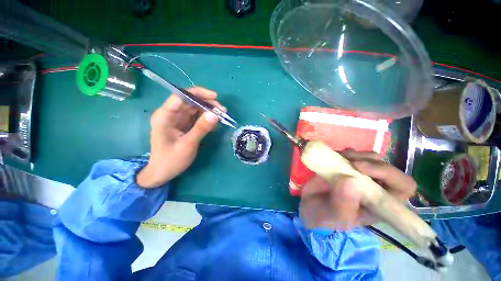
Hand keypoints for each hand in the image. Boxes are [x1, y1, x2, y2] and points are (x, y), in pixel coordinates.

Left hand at [137, 87, 224, 187]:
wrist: (162, 173)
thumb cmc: (171, 160)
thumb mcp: (188, 145)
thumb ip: (201, 128)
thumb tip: (215, 115)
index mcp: (165, 116)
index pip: (181, 96)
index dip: (198, 93)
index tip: (215, 97)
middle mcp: (170, 114)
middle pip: (190, 101)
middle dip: (207, 103)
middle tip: (222, 110)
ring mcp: (177, 119)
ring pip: (195, 108)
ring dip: (208, 110)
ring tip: (222, 115)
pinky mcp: (183, 125)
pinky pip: (196, 117)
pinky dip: (206, 118)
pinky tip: (215, 121)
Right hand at [299, 149, 416, 229]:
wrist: (308, 207)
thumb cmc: (324, 218)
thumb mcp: (334, 218)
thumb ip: (344, 204)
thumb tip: (351, 181)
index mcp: (379, 204)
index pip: (403, 187)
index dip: (389, 174)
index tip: (360, 168)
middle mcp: (374, 187)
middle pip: (387, 167)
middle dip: (369, 162)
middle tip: (348, 161)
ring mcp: (359, 175)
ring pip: (370, 157)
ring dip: (356, 155)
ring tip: (338, 159)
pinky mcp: (345, 167)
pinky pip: (352, 154)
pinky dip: (344, 153)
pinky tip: (334, 157)